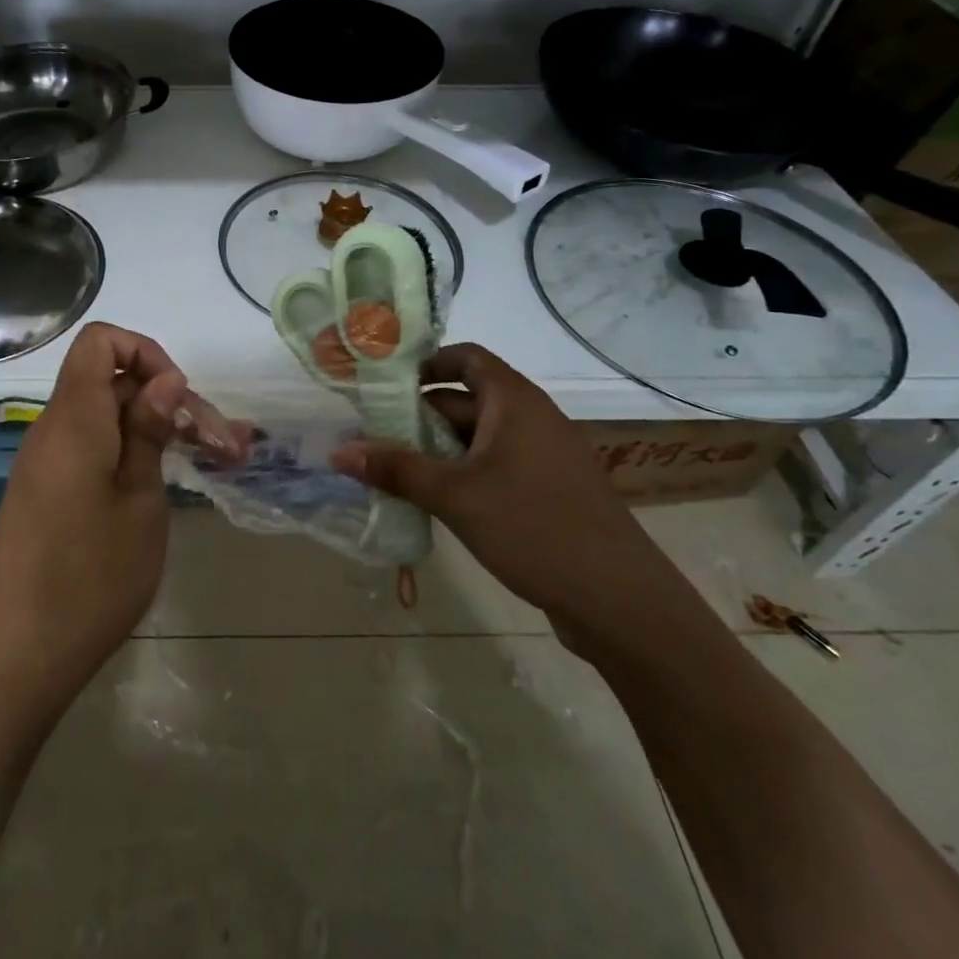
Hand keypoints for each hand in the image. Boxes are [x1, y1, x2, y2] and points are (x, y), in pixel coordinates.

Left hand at [0, 323, 185, 718]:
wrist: (20, 656)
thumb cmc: (92, 575)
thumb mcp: (140, 499)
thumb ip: (150, 431)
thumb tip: (164, 378)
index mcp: (75, 418)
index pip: (100, 341)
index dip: (145, 352)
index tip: (178, 397)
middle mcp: (54, 428)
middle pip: (112, 383)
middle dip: (170, 401)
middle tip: (226, 445)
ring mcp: (47, 461)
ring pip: (108, 419)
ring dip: (158, 431)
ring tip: (215, 462)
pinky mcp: (48, 491)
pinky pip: (92, 448)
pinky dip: (131, 454)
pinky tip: (166, 485)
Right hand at [332, 344, 654, 623]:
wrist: (620, 601)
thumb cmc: (534, 527)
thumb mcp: (455, 495)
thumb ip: (396, 470)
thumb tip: (338, 451)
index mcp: (514, 401)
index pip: (466, 357)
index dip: (426, 362)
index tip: (384, 382)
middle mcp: (530, 418)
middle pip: (465, 399)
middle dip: (417, 415)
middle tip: (370, 433)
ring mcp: (542, 456)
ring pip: (477, 438)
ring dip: (435, 449)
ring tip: (389, 468)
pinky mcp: (546, 491)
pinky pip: (493, 467)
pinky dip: (460, 474)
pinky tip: (430, 500)